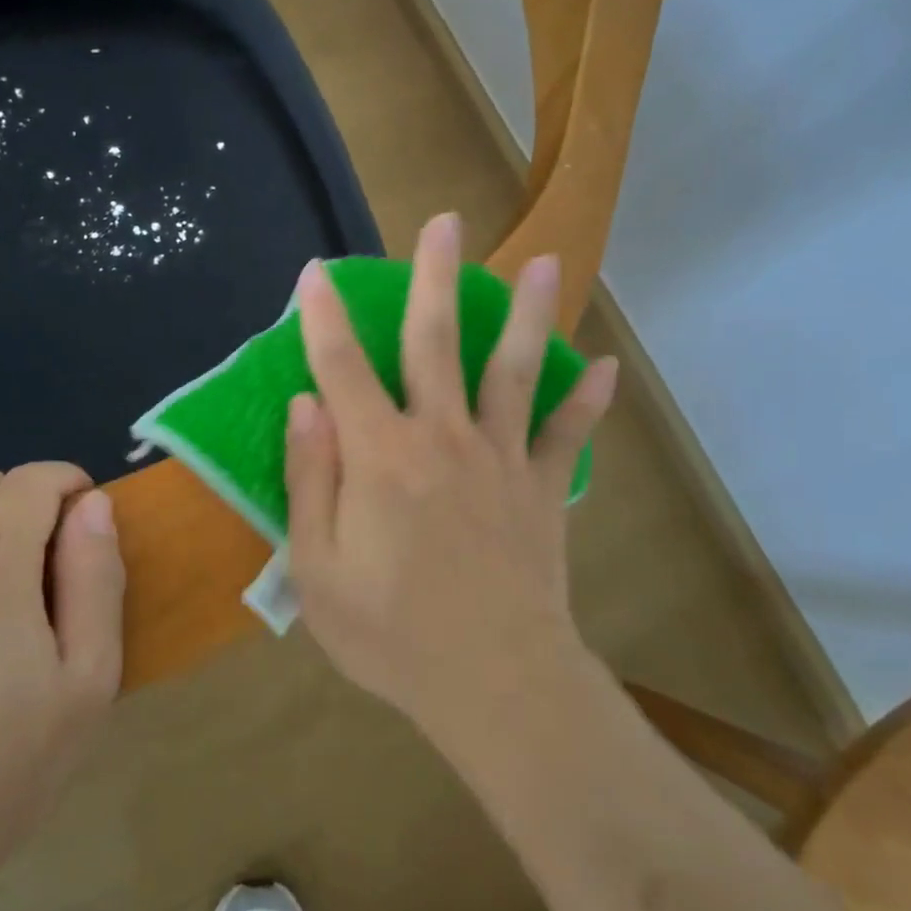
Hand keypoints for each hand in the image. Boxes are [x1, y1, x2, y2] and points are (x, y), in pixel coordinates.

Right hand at [285, 212, 616, 743]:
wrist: (494, 686)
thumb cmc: (391, 634)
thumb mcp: (318, 568)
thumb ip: (310, 479)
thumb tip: (306, 404)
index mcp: (379, 456)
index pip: (342, 368)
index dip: (325, 317)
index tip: (316, 274)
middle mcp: (442, 437)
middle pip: (436, 342)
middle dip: (435, 278)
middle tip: (445, 224)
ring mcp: (500, 459)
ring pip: (513, 371)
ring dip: (526, 314)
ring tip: (543, 264)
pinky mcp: (542, 490)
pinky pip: (567, 437)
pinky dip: (586, 403)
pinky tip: (604, 368)